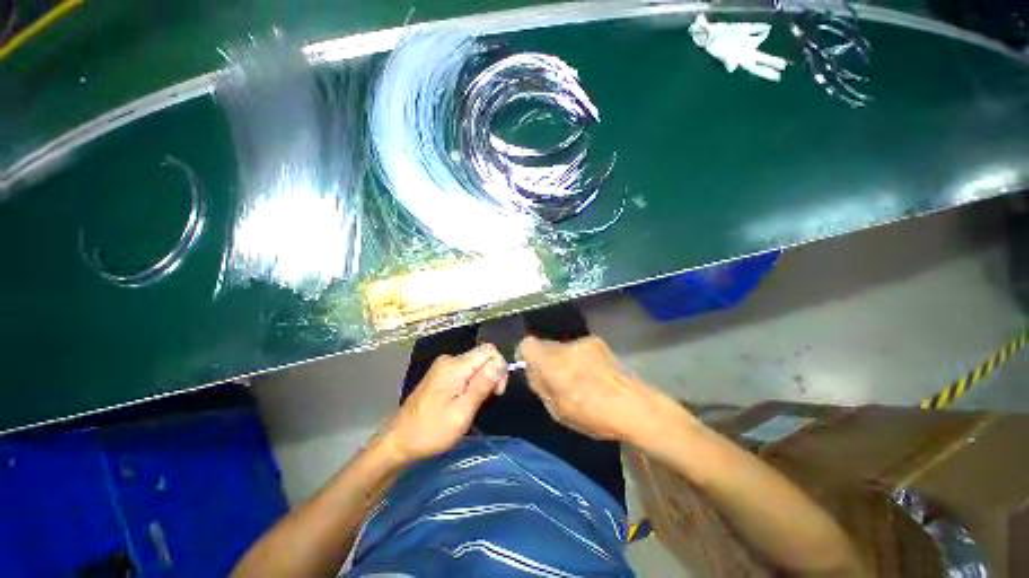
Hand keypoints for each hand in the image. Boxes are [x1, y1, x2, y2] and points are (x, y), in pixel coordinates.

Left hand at [384, 343, 506, 462]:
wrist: (398, 441)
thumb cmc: (430, 432)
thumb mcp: (461, 413)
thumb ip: (481, 386)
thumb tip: (500, 364)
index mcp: (454, 366)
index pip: (489, 350)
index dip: (499, 367)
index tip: (497, 392)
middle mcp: (449, 359)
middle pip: (483, 355)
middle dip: (492, 375)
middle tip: (486, 401)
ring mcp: (444, 366)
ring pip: (476, 363)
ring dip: (483, 380)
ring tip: (474, 404)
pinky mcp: (441, 373)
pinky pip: (466, 369)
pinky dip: (473, 382)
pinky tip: (465, 400)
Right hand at [520, 336, 687, 444]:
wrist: (635, 406)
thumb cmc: (593, 415)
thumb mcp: (557, 410)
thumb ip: (540, 385)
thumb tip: (532, 370)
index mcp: (552, 363)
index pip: (527, 344)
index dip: (526, 356)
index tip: (533, 371)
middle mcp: (566, 346)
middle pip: (545, 345)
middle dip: (545, 360)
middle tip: (556, 380)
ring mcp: (583, 342)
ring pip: (562, 347)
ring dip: (563, 359)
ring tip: (578, 379)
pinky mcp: (598, 342)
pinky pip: (578, 348)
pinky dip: (579, 358)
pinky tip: (593, 374)